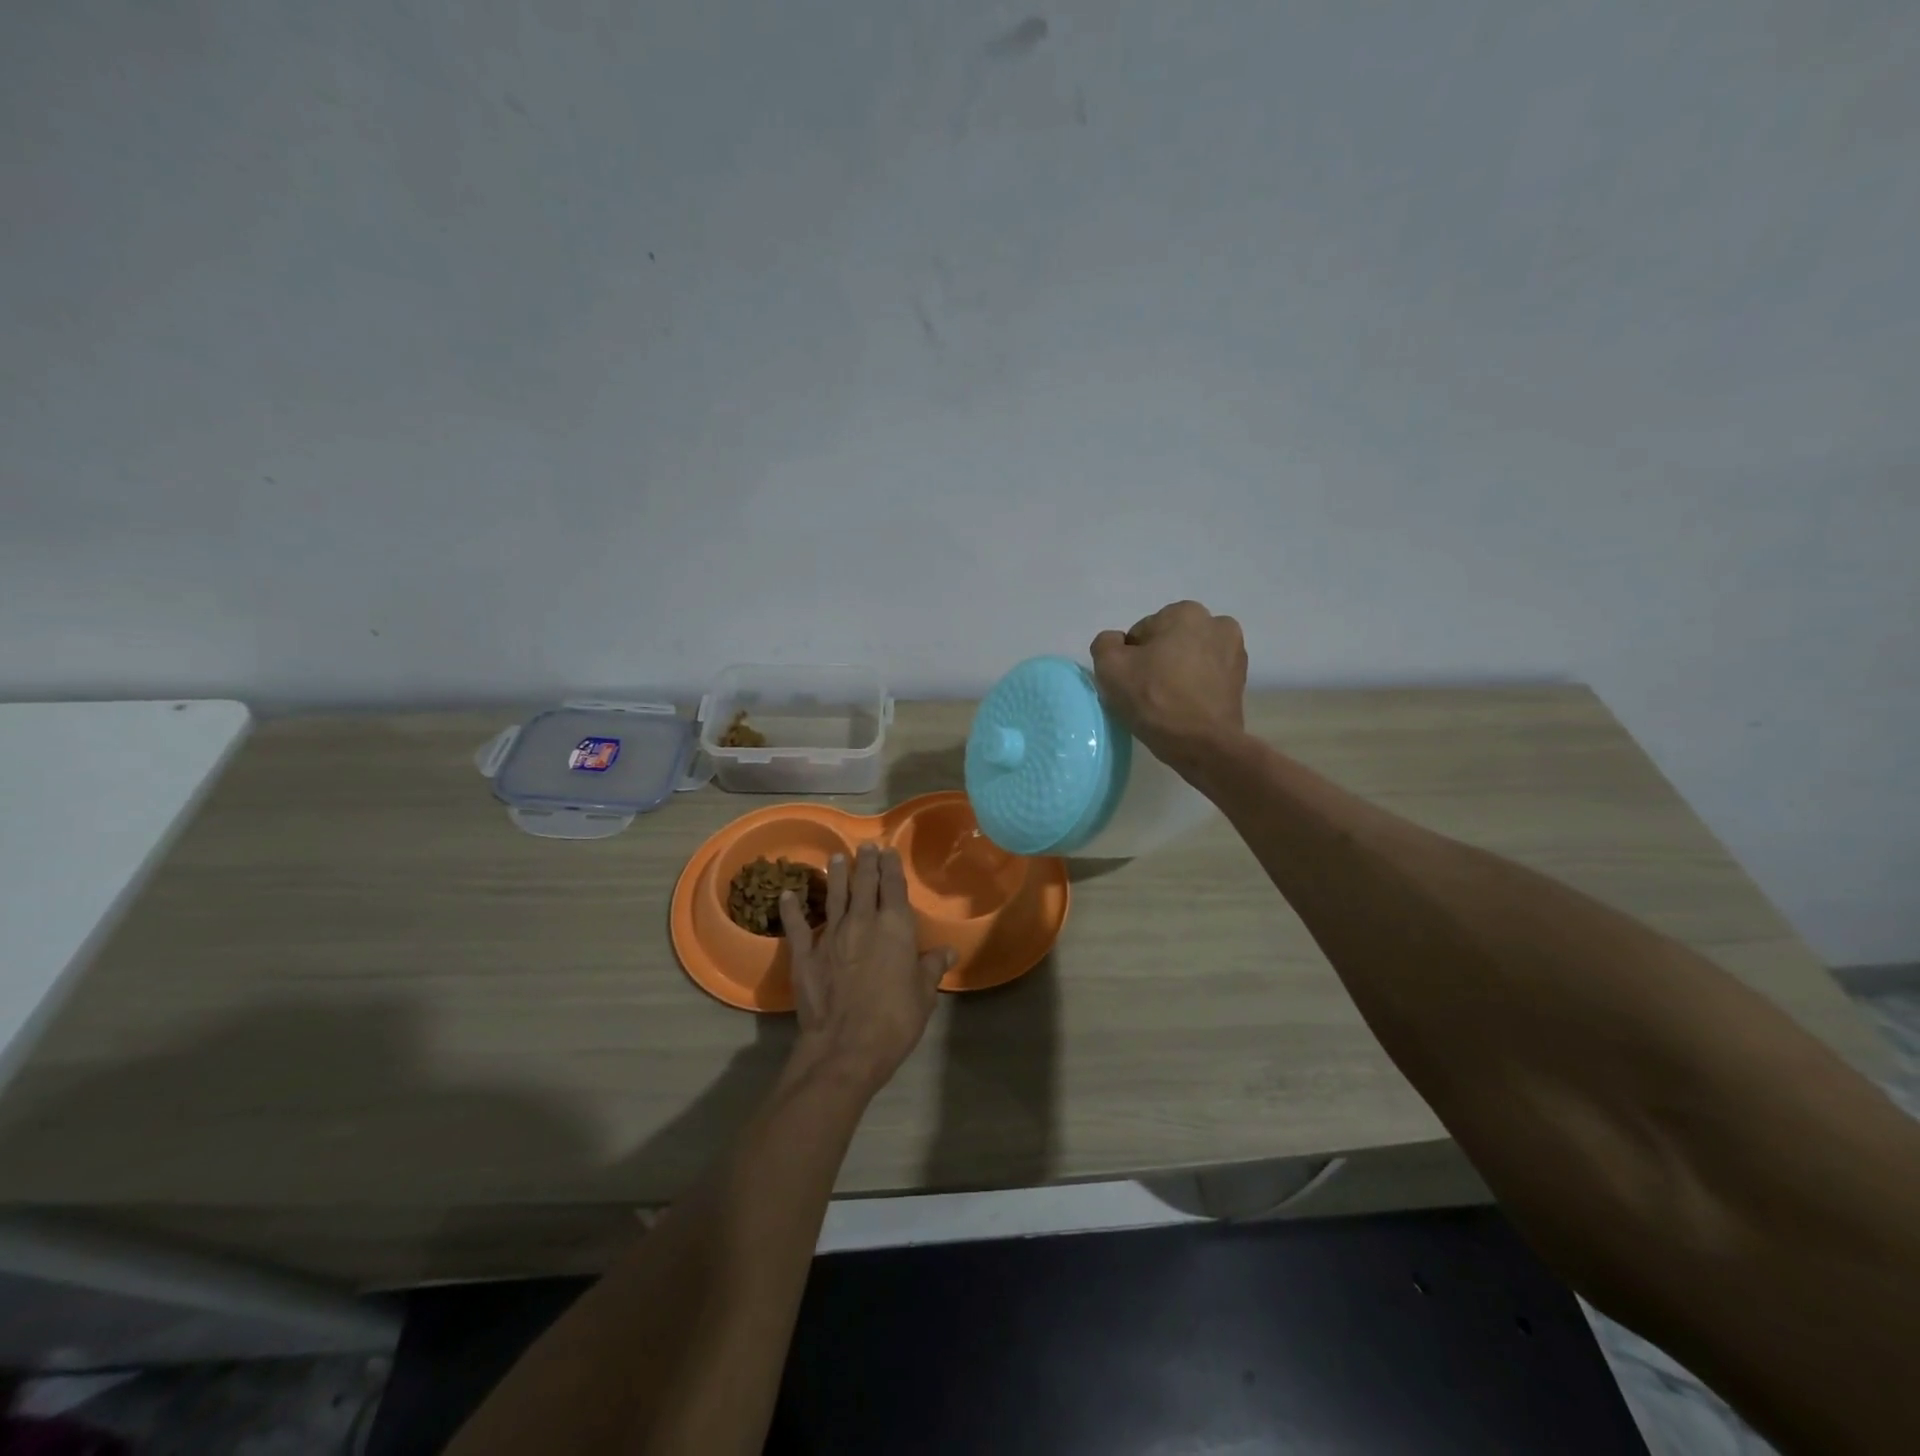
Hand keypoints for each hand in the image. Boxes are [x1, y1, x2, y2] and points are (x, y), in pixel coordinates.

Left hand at [782, 843, 953, 1096]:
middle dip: (866, 862)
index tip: (888, 851)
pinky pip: (797, 926)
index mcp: (894, 927)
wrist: (845, 1048)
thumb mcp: (924, 995)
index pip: (893, 887)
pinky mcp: (804, 955)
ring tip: (836, 858)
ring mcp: (830, 936)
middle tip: (865, 846)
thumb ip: (932, 968)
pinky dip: (792, 909)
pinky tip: (788, 895)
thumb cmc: (894, 1020)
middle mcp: (862, 922)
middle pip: (864, 884)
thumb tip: (948, 951)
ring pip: (834, 896)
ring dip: (836, 875)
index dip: (891, 867)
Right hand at [1091, 600, 1247, 769]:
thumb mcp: (1110, 667)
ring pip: (1189, 658)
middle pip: (1168, 642)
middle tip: (1147, 693)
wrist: (1202, 744)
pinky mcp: (1241, 678)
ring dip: (1177, 672)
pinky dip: (1195, 685)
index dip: (1130, 659)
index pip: (1142, 633)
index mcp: (1185, 612)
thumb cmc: (1154, 699)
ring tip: (1167, 701)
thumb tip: (1117, 643)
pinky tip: (1185, 706)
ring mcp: (1235, 651)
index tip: (1132, 682)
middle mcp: (1216, 623)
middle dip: (1156, 661)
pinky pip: (1206, 675)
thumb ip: (1105, 644)